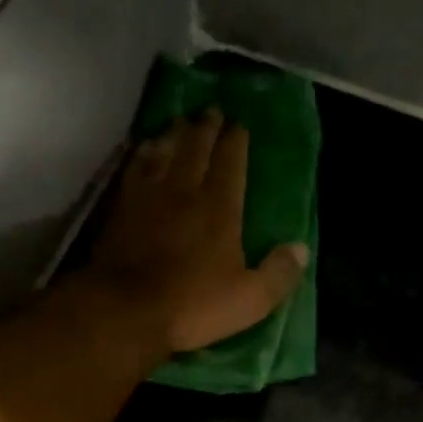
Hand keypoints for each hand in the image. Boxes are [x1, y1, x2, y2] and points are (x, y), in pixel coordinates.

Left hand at [87, 111, 309, 354]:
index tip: (240, 124)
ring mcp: (149, 196)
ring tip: (181, 122)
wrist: (125, 310)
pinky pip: (135, 168)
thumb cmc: (191, 306)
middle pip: (196, 149)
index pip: (231, 163)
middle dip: (207, 128)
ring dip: (174, 134)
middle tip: (212, 110)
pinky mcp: (121, 208)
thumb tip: (301, 249)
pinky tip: (145, 148)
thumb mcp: (248, 300)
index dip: (236, 141)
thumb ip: (278, 273)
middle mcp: (184, 191)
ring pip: (164, 152)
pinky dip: (143, 153)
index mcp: (219, 209)